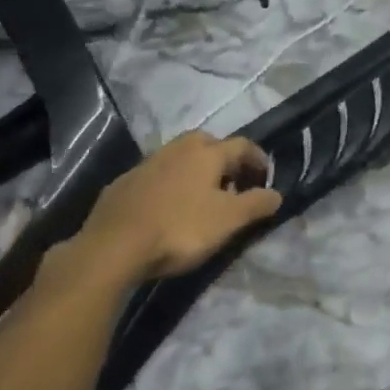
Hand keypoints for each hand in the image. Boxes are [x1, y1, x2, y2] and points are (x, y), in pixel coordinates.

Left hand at [75, 131, 282, 282]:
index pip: (242, 145)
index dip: (258, 158)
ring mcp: (147, 163)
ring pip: (179, 157)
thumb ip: (256, 204)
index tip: (265, 176)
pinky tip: (166, 206)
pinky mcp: (123, 183)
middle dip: (223, 158)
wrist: (113, 246)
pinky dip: (169, 184)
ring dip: (194, 170)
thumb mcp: (228, 221)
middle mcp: (178, 149)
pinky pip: (156, 175)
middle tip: (231, 182)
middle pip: (208, 143)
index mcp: (207, 153)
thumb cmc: (179, 228)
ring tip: (200, 196)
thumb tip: (277, 193)